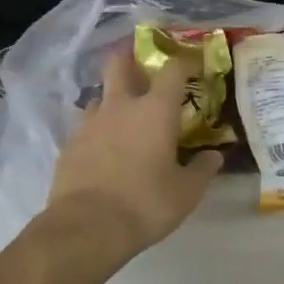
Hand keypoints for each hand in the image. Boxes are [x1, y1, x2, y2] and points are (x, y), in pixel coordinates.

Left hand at [45, 48, 224, 256]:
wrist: (87, 227)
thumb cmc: (145, 204)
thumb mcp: (186, 192)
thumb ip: (203, 170)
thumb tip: (214, 156)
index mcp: (155, 110)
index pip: (172, 70)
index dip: (184, 62)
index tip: (192, 65)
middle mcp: (120, 107)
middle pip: (119, 64)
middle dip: (130, 57)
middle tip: (141, 64)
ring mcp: (90, 123)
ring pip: (101, 95)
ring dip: (113, 99)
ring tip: (125, 117)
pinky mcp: (70, 144)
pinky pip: (87, 126)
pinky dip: (99, 130)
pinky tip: (105, 149)